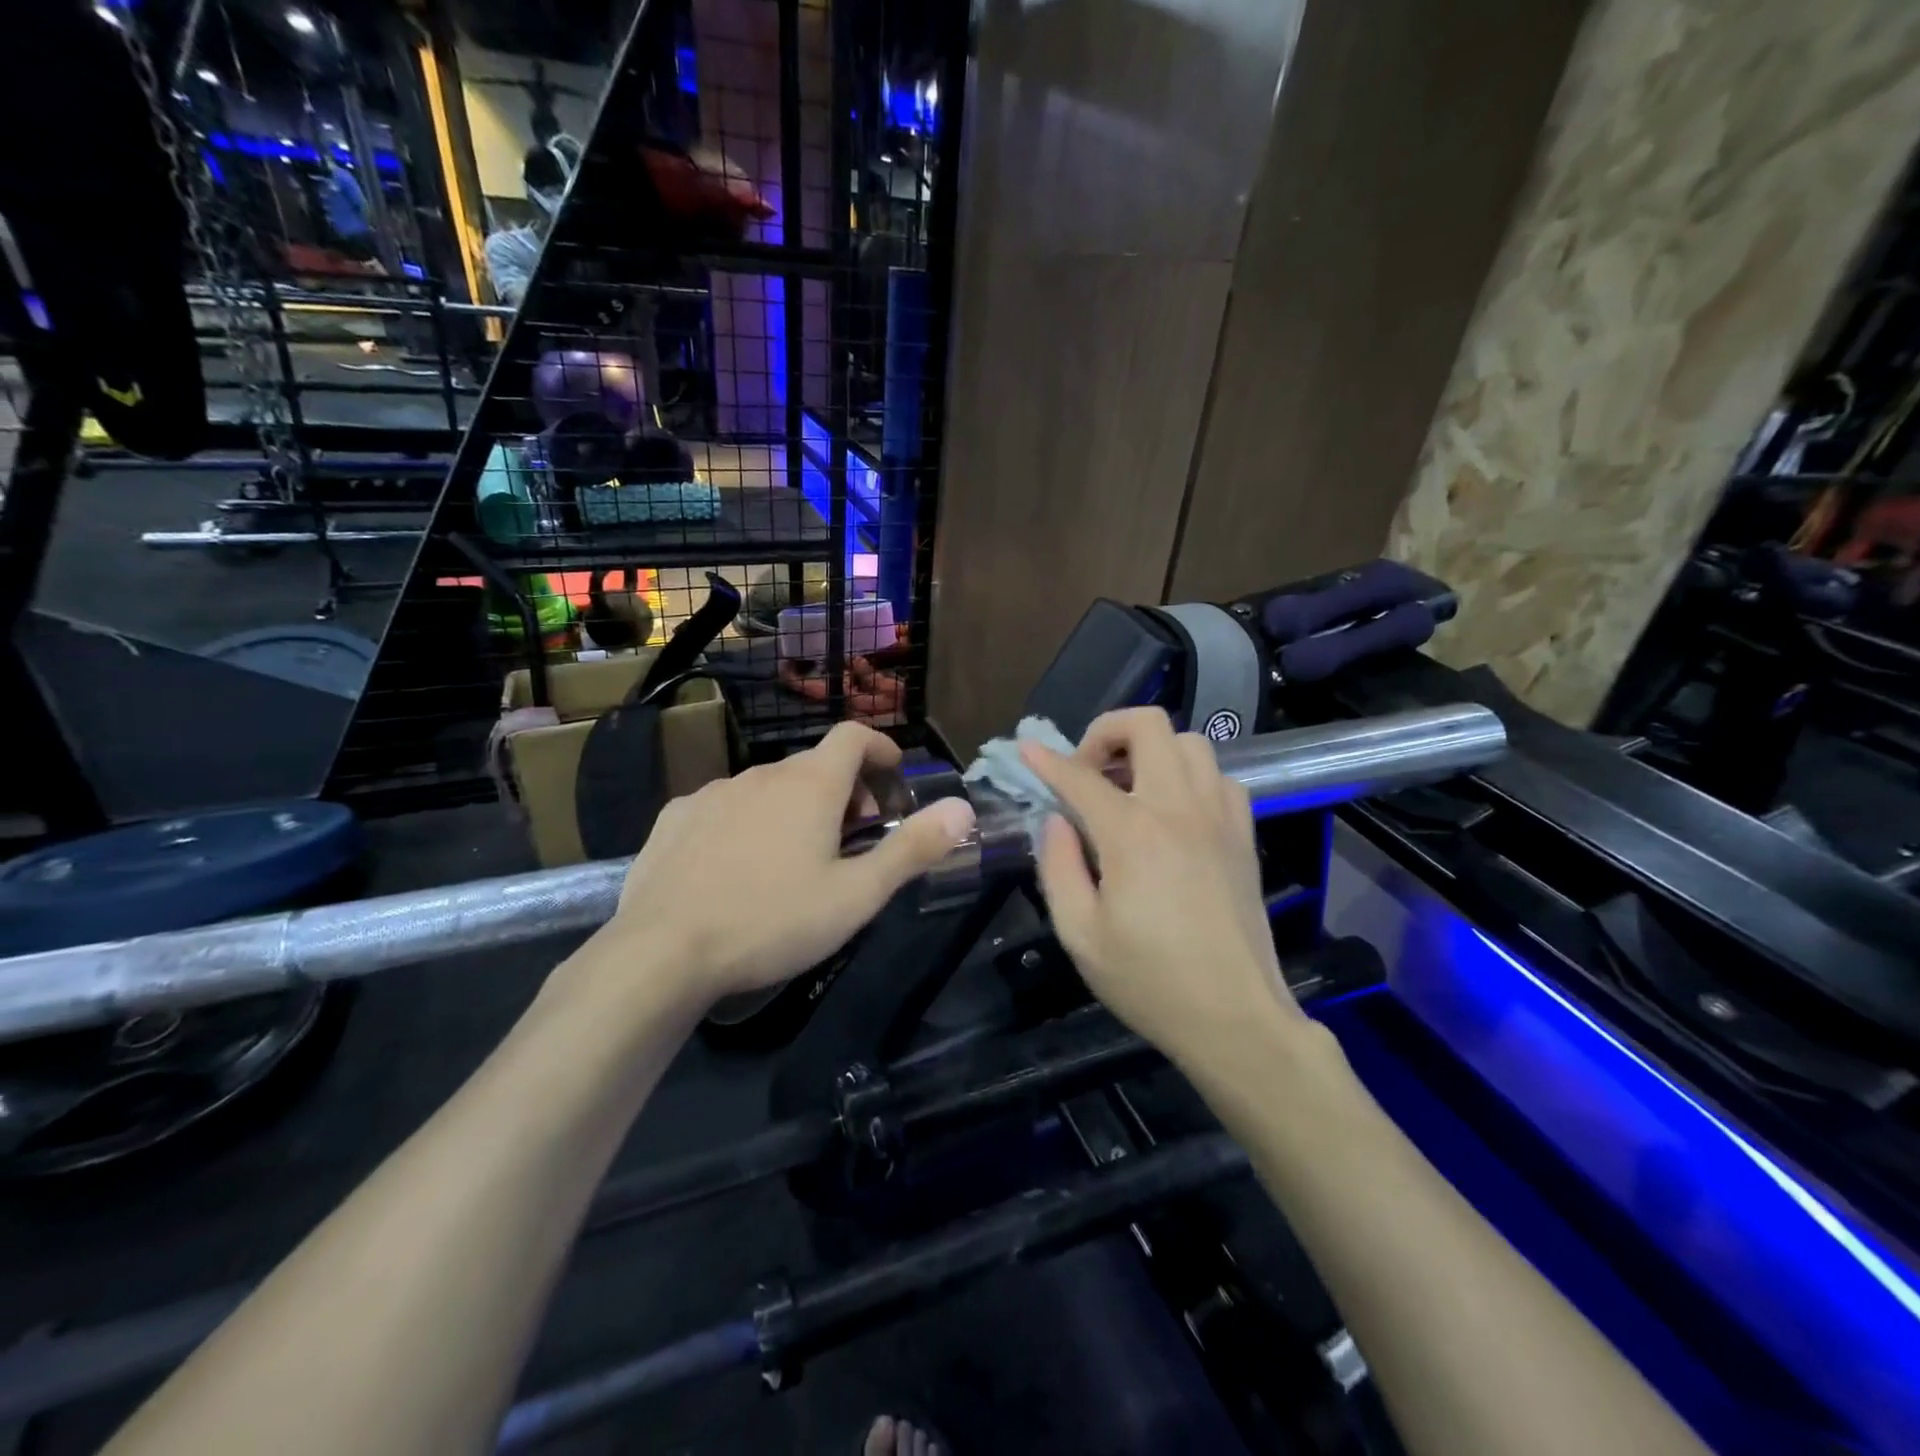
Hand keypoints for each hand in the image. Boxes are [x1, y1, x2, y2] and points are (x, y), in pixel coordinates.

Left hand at [605, 722, 975, 1003]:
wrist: (662, 952)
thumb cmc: (773, 921)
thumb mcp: (857, 895)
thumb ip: (913, 848)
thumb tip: (963, 809)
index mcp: (811, 785)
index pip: (853, 736)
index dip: (880, 748)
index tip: (893, 777)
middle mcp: (762, 774)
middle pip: (815, 766)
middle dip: (844, 791)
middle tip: (852, 839)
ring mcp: (713, 793)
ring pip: (769, 787)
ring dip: (795, 808)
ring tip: (796, 860)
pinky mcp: (676, 817)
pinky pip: (726, 806)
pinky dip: (749, 822)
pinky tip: (739, 867)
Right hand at [1021, 708, 1304, 1069]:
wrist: (1235, 1018)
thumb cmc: (1149, 981)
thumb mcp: (1080, 934)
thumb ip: (1058, 866)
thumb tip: (1056, 820)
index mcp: (1133, 834)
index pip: (1081, 776)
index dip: (1046, 760)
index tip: (1025, 750)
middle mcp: (1179, 808)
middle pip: (1148, 726)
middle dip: (1106, 732)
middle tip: (1087, 770)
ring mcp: (1219, 816)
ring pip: (1189, 741)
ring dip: (1151, 751)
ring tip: (1129, 788)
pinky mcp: (1243, 834)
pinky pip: (1219, 776)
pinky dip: (1189, 777)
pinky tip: (1173, 812)